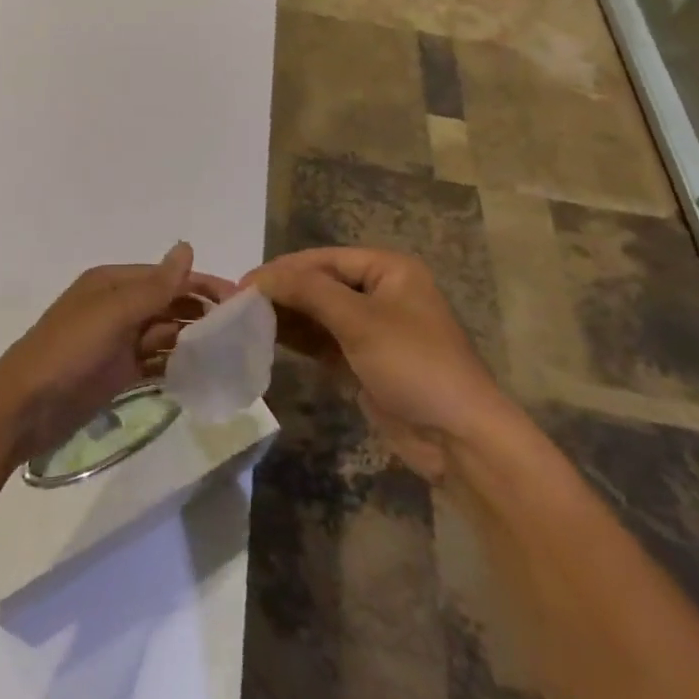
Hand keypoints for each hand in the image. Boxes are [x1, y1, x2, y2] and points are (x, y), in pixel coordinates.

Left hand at [0, 243, 234, 462]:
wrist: (23, 409)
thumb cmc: (68, 352)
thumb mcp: (112, 314)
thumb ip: (154, 286)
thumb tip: (187, 247)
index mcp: (112, 284)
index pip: (166, 277)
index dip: (201, 284)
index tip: (240, 300)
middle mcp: (116, 307)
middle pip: (167, 304)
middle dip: (201, 313)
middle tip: (242, 332)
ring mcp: (116, 342)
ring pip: (164, 334)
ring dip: (193, 340)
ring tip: (231, 354)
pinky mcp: (117, 374)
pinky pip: (155, 363)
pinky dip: (176, 366)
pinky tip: (203, 375)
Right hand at [248, 247, 515, 481]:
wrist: (460, 439)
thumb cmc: (414, 365)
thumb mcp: (359, 321)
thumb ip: (308, 292)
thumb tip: (261, 277)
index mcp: (389, 270)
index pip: (324, 259)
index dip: (283, 269)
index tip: (244, 284)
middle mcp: (381, 292)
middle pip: (320, 283)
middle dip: (283, 292)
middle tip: (239, 304)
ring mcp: (373, 329)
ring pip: (320, 313)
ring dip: (288, 315)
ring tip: (246, 321)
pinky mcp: (365, 361)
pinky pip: (325, 340)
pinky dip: (300, 338)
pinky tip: (269, 339)